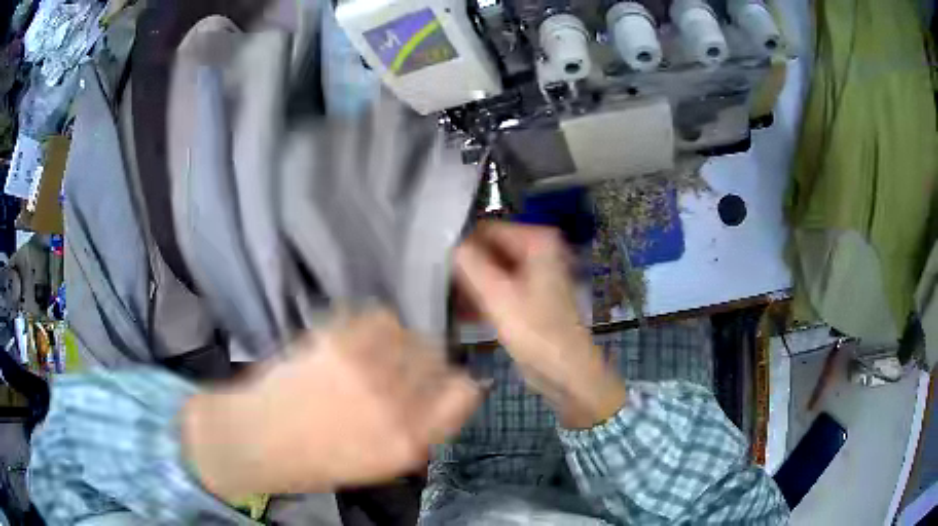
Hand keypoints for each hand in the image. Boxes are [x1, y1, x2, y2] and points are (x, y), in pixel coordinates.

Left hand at [182, 310, 480, 498]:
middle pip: (437, 357)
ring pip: (410, 333)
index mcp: (409, 441)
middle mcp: (394, 405)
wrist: (258, 440)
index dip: (454, 384)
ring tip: (371, 352)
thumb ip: (419, 430)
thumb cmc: (317, 459)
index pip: (464, 392)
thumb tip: (445, 395)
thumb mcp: (382, 463)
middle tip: (397, 367)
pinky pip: (379, 317)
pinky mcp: (337, 342)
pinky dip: (374, 325)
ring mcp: (365, 370)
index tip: (439, 383)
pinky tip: (355, 340)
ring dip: (398, 342)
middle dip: (424, 362)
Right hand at [454, 221, 625, 428]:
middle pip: (488, 249)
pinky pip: (499, 286)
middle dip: (464, 268)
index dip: (460, 245)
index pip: (486, 228)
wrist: (566, 372)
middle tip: (437, 286)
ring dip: (469, 285)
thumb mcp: (497, 296)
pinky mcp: (530, 295)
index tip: (433, 265)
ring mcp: (535, 273)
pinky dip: (482, 297)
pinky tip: (461, 313)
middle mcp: (537, 249)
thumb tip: (448, 243)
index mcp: (537, 241)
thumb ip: (469, 263)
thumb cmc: (535, 332)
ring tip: (446, 302)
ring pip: (491, 269)